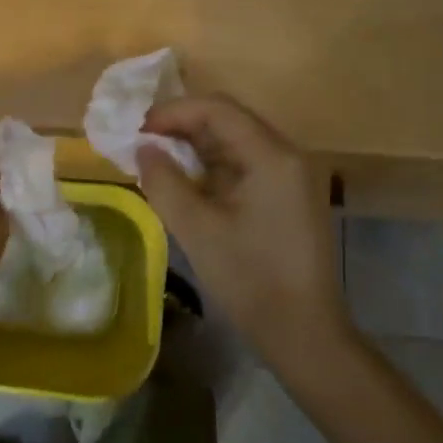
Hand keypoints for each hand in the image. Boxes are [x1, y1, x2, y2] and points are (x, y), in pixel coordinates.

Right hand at [135, 95, 351, 373]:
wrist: (304, 334)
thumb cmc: (250, 279)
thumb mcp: (197, 230)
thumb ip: (165, 182)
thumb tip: (144, 149)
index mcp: (271, 155)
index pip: (218, 109)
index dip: (173, 112)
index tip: (138, 130)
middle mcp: (287, 155)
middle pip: (229, 121)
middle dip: (183, 127)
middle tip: (144, 144)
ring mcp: (291, 177)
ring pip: (237, 143)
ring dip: (197, 148)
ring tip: (159, 163)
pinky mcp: (288, 197)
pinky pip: (246, 166)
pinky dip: (214, 169)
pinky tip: (188, 185)